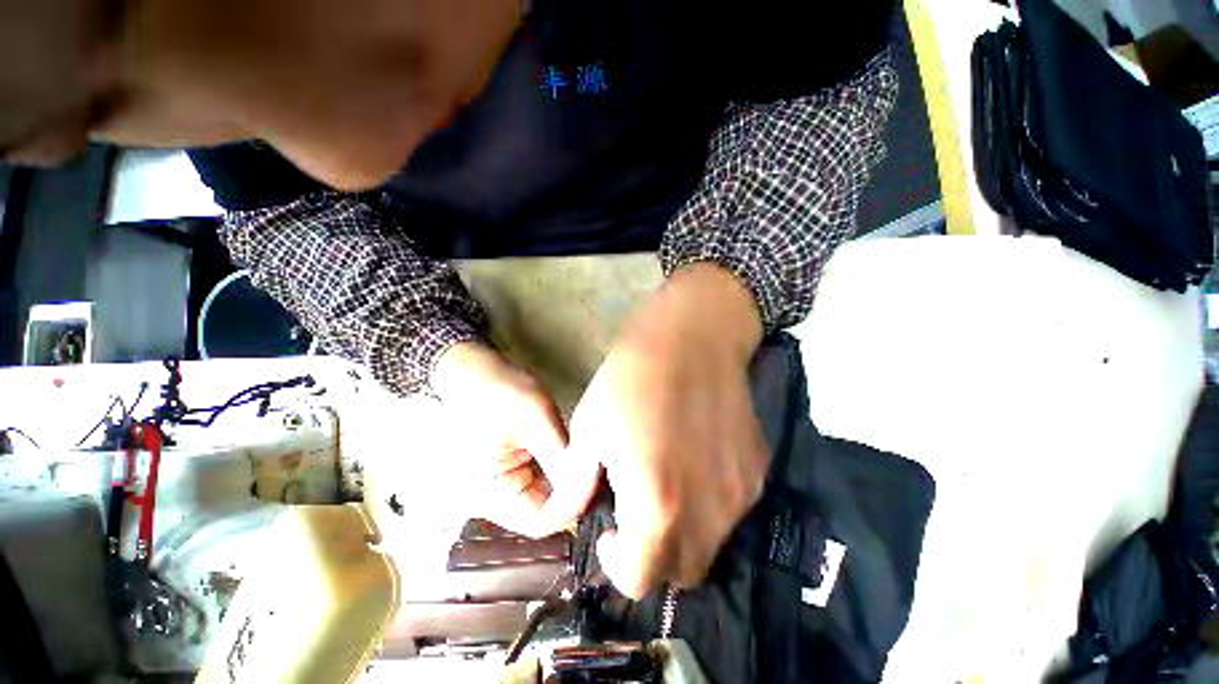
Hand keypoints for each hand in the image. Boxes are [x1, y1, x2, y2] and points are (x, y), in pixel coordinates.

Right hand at [433, 342, 598, 537]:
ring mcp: (500, 490)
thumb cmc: (502, 392)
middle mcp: (491, 502)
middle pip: (545, 513)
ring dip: (568, 483)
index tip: (601, 486)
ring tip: (590, 462)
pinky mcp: (510, 476)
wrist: (478, 375)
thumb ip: (561, 459)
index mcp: (488, 494)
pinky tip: (574, 457)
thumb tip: (590, 491)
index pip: (541, 522)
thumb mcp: (536, 421)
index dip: (574, 508)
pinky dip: (559, 473)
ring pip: (546, 499)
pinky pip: (541, 485)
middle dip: (573, 495)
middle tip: (601, 472)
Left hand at [568, 263, 768, 597]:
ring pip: (710, 544)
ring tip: (665, 485)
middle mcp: (708, 512)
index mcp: (658, 504)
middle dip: (652, 555)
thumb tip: (566, 514)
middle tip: (635, 512)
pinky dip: (708, 506)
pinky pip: (730, 510)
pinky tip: (694, 462)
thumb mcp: (590, 428)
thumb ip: (577, 484)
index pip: (640, 579)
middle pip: (681, 571)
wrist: (691, 335)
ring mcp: (741, 492)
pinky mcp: (758, 469)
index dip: (618, 564)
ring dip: (683, 533)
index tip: (608, 529)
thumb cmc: (631, 377)